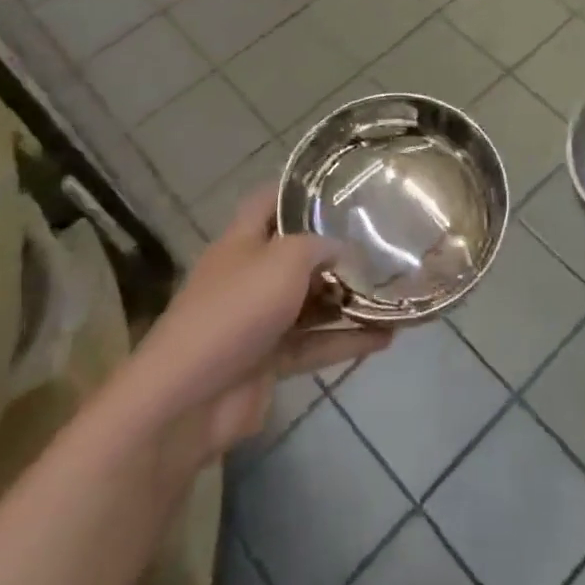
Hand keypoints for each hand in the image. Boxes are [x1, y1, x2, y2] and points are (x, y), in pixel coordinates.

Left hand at [134, 188, 390, 466]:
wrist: (190, 398)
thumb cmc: (237, 310)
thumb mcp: (284, 260)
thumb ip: (320, 246)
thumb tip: (345, 249)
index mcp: (242, 241)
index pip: (269, 201)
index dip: (300, 189)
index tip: (342, 186)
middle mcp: (249, 275)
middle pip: (296, 254)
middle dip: (336, 250)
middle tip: (383, 242)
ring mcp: (258, 320)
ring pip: (311, 302)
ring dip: (348, 299)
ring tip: (394, 291)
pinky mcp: (269, 360)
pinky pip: (315, 343)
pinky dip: (347, 340)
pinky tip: (387, 338)